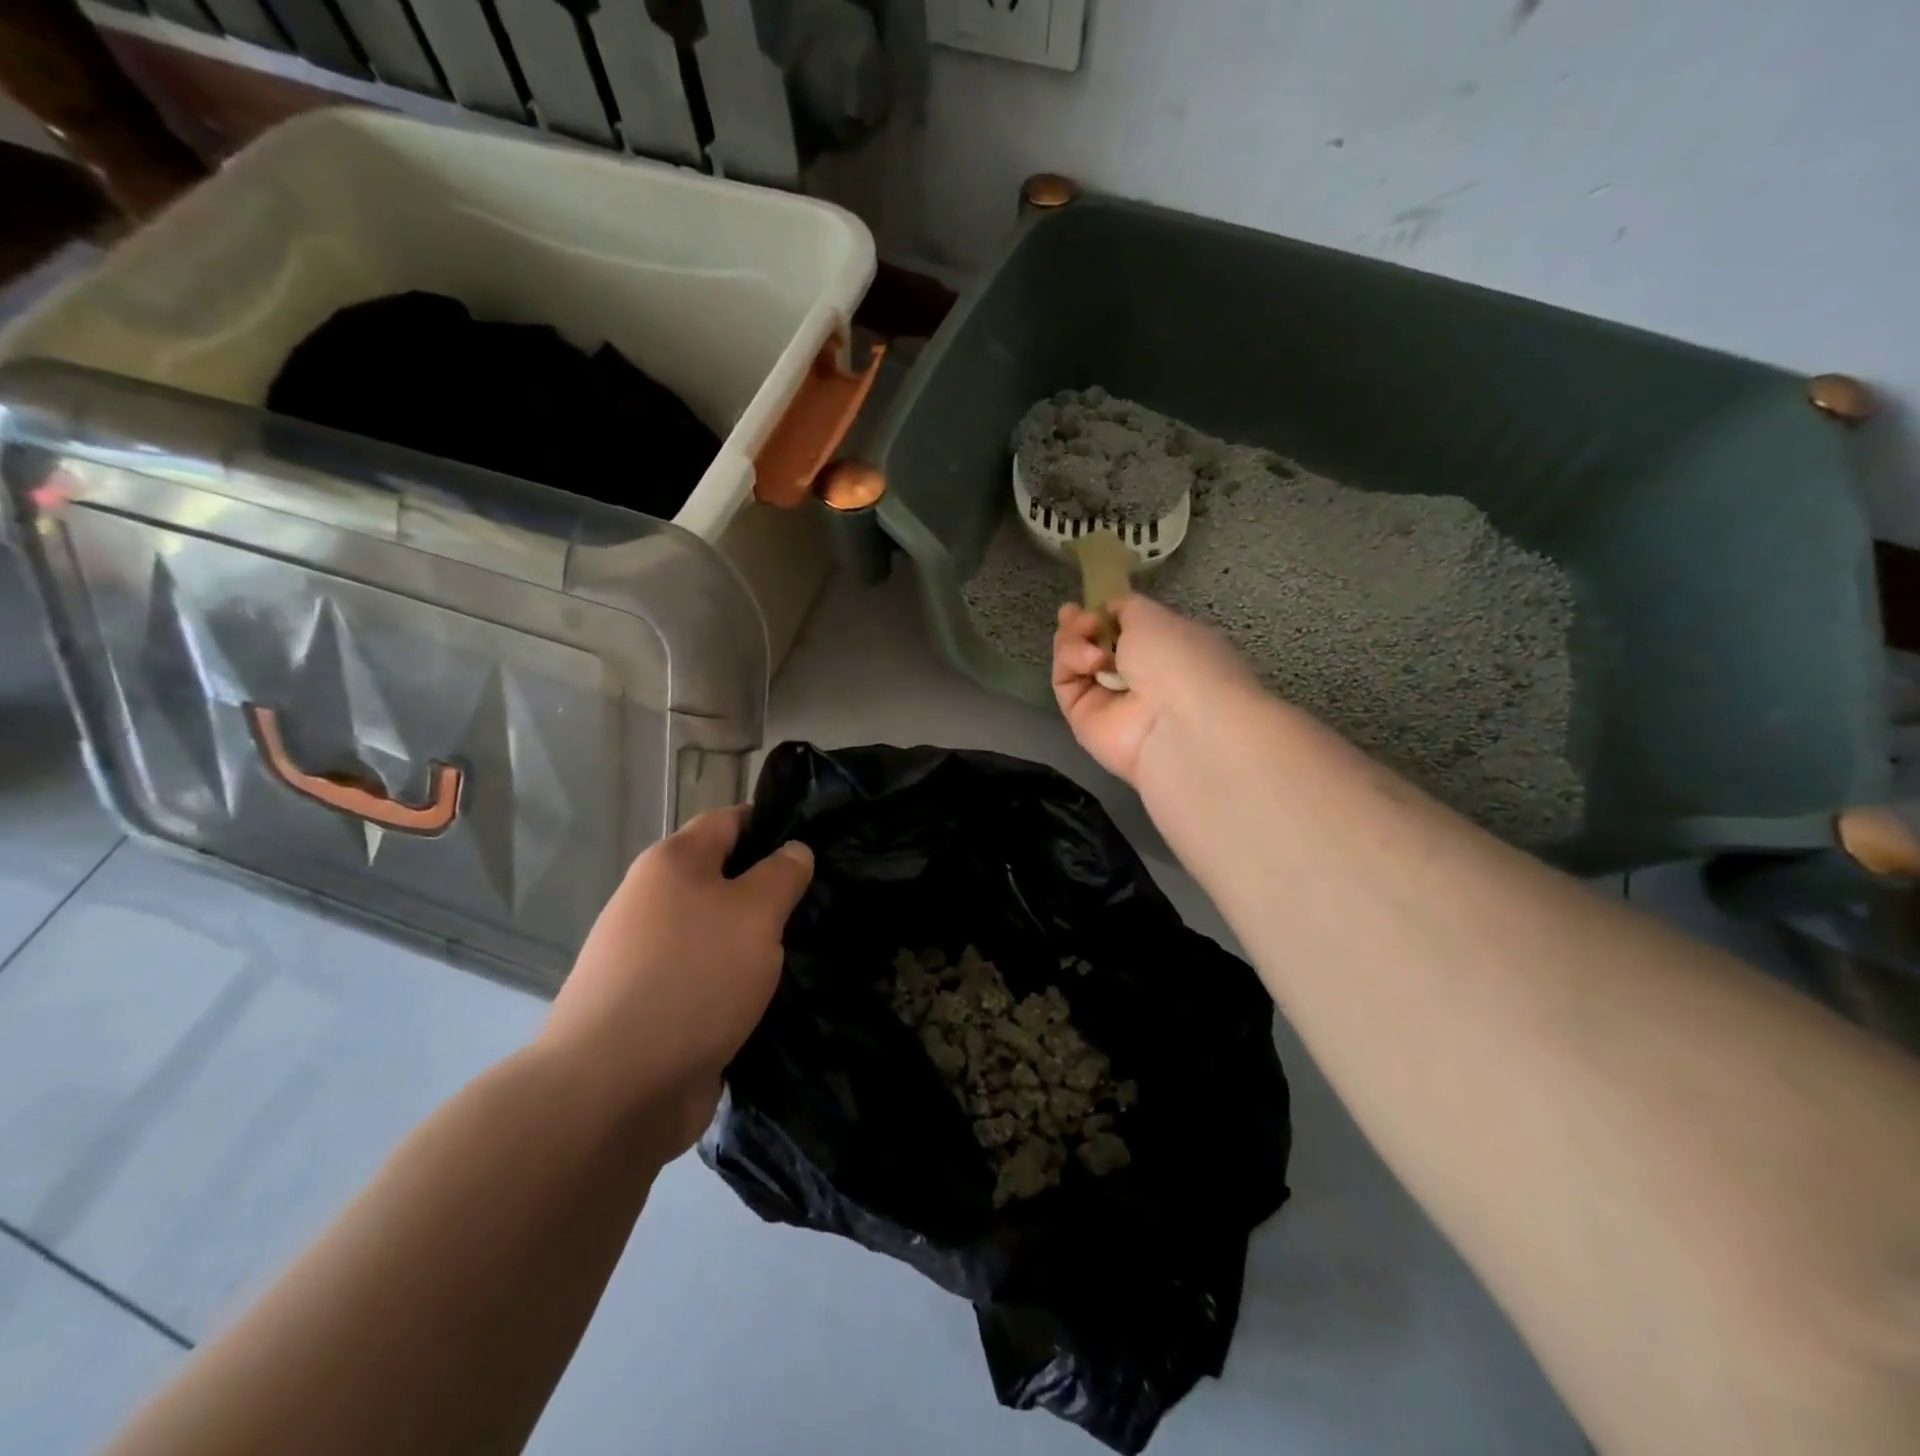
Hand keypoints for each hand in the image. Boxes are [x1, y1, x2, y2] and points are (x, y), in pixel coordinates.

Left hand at [538, 807, 812, 1155]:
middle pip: (725, 879)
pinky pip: (711, 979)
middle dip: (772, 891)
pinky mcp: (656, 1007)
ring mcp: (650, 958)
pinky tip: (778, 997)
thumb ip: (781, 875)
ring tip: (812, 950)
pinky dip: (740, 984)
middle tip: (825, 903)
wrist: (612, 1090)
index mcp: (672, 864)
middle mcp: (654, 902)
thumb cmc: (691, 979)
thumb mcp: (754, 913)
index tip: (820, 844)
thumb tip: (794, 850)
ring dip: (759, 943)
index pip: (731, 821)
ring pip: (720, 933)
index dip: (775, 826)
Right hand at [1053, 594, 1259, 784]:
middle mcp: (1138, 676)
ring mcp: (1109, 700)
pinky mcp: (1083, 718)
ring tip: (1088, 640)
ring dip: (1074, 640)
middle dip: (1081, 624)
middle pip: (1094, 643)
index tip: (1092, 603)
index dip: (1105, 613)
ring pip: (1075, 660)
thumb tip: (1107, 610)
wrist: (1176, 721)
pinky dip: (1070, 663)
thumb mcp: (1154, 616)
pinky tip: (1089, 660)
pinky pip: (1065, 681)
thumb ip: (1125, 607)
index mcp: (1166, 650)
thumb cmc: (1177, 659)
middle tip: (1075, 615)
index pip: (1126, 629)